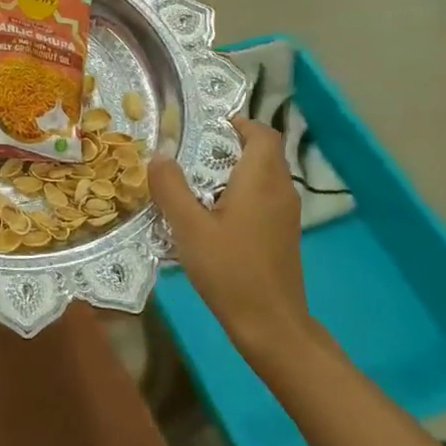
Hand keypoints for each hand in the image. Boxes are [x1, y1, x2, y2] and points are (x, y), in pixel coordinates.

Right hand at [149, 117, 321, 363]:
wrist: (271, 323)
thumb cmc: (230, 270)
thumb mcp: (189, 228)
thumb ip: (172, 188)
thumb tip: (159, 154)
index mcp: (262, 179)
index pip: (263, 133)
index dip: (240, 122)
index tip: (207, 125)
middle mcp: (281, 189)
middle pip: (263, 153)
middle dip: (231, 145)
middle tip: (191, 152)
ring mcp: (285, 214)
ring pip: (264, 176)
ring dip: (235, 171)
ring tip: (196, 181)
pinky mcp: (283, 234)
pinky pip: (263, 198)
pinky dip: (241, 193)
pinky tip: (213, 215)